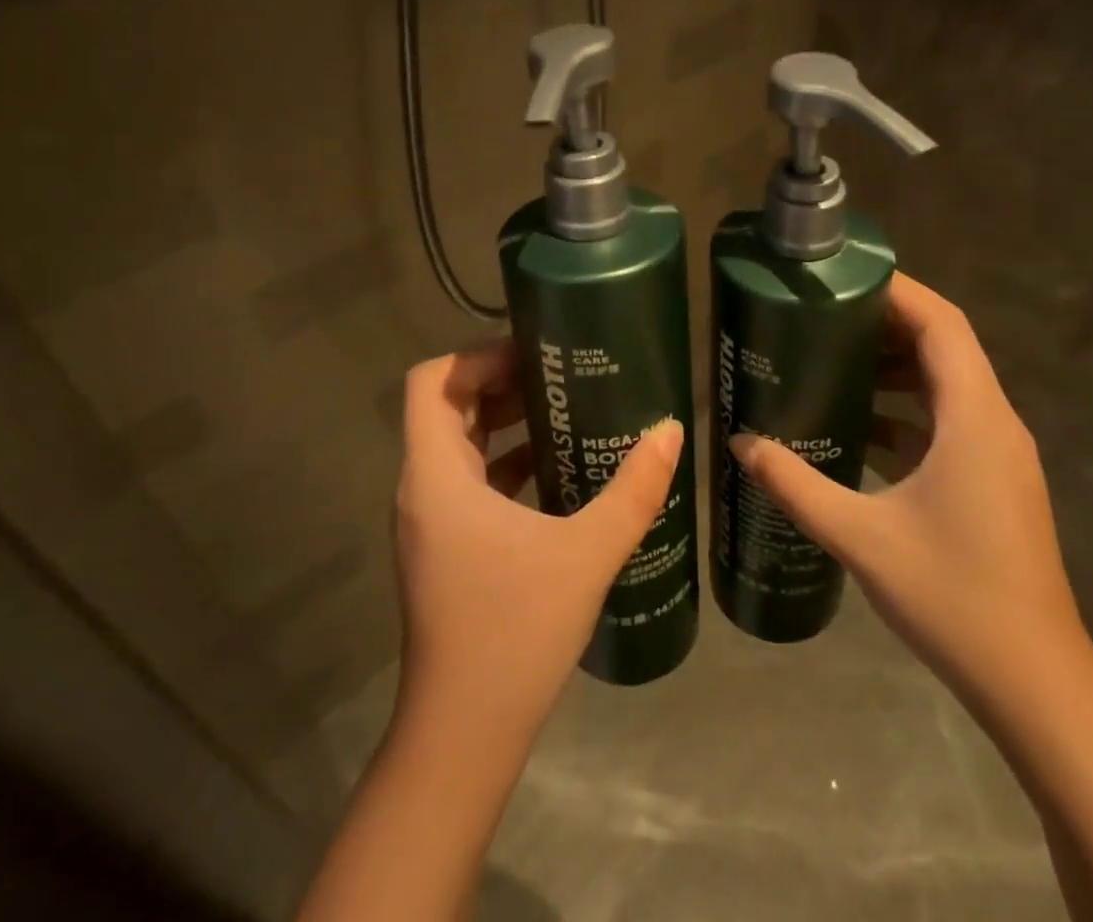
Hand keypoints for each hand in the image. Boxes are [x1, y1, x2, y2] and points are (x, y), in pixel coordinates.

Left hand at [393, 340, 681, 746]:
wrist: (463, 737)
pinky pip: (470, 482)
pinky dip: (506, 462)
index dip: (476, 356)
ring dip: (505, 422)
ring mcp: (431, 522)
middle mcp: (422, 489)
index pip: (431, 382)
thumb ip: (632, 490)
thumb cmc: (514, 633)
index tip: (532, 354)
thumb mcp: (585, 554)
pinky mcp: (446, 549)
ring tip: (566, 410)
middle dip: (500, 382)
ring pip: (459, 445)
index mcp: (435, 475)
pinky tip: (558, 471)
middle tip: (560, 373)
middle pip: (447, 407)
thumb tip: (670, 431)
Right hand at [730, 271, 1084, 697]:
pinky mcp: (993, 481)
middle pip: (945, 346)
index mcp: (974, 419)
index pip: (943, 324)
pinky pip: (949, 421)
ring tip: (834, 359)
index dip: (898, 290)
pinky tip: (860, 426)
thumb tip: (740, 444)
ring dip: (896, 366)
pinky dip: (907, 409)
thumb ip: (796, 483)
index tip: (845, 275)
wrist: (1034, 682)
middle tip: (824, 314)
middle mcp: (994, 423)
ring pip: (947, 384)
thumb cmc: (954, 596)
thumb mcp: (860, 536)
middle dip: (886, 323)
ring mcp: (998, 454)